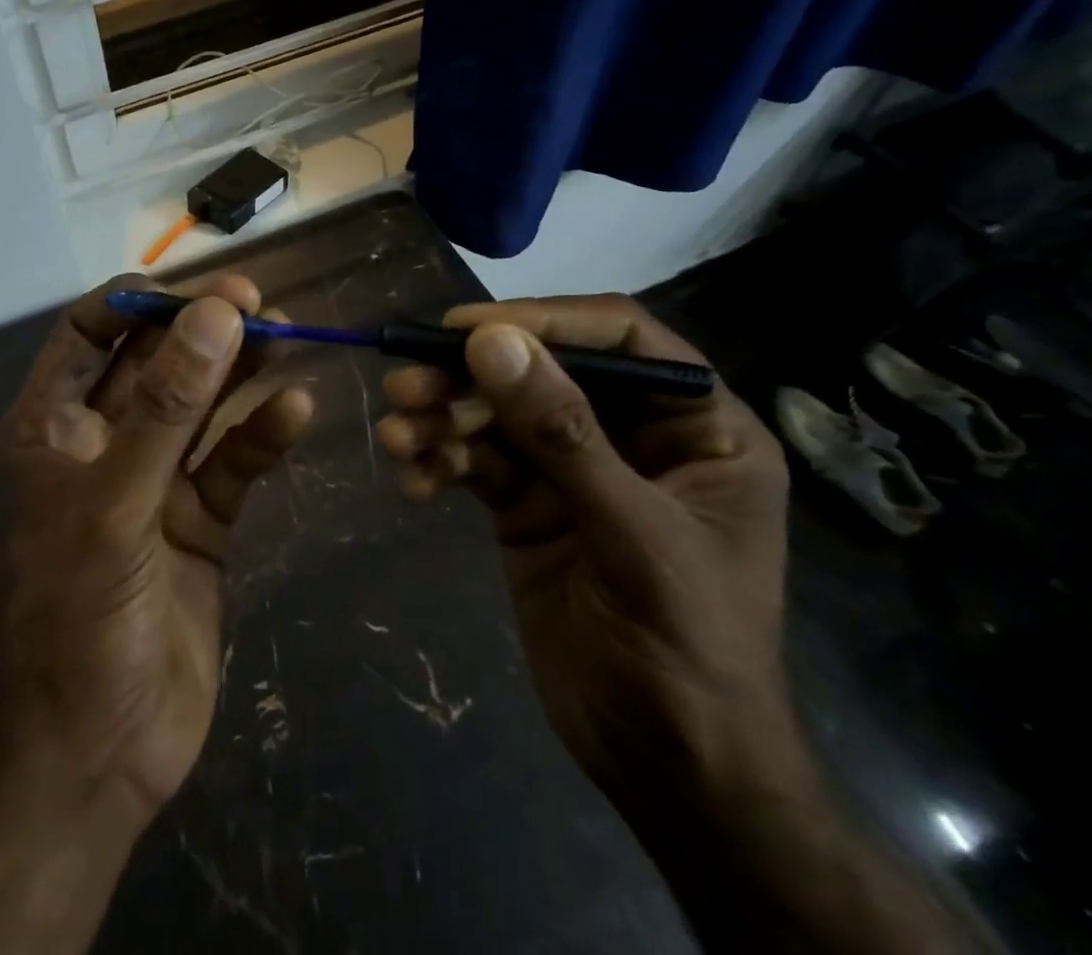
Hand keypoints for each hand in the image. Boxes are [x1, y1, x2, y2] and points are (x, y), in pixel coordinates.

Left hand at [0, 272, 313, 817]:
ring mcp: (151, 483)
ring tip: (283, 336)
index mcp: (49, 430)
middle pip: (152, 365)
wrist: (100, 755)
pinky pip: (231, 464)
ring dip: (237, 373)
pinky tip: (296, 410)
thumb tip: (215, 314)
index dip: (132, 304)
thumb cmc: (77, 619)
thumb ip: (166, 408)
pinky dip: (261, 436)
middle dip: (198, 331)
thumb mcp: (115, 503)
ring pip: (198, 409)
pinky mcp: (198, 522)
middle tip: (255, 300)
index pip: (85, 336)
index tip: (190, 290)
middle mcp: (100, 445)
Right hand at [376, 299, 991, 953]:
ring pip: (497, 416)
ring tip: (396, 436)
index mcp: (695, 427)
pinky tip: (415, 481)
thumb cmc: (690, 648)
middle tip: (406, 385)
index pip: (620, 338)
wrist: (670, 769)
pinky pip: (476, 462)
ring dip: (442, 420)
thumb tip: (490, 341)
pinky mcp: (528, 505)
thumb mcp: (632, 534)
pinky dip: (441, 463)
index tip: (465, 328)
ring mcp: (573, 470)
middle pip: (542, 373)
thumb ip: (561, 434)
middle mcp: (632, 435)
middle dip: (471, 377)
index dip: (545, 321)